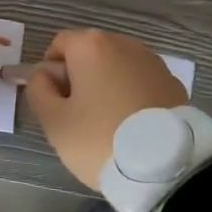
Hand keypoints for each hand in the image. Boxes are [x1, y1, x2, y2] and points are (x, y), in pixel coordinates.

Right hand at [26, 29, 188, 188]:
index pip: (59, 44)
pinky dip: (132, 95)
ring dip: (107, 85)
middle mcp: (123, 43)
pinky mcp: (174, 83)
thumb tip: (44, 76)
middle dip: (79, 77)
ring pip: (117, 67)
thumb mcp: (54, 121)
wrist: (167, 168)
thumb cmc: (100, 139)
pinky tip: (133, 126)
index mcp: (91, 46)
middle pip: (90, 53)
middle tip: (78, 115)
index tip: (54, 101)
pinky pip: (141, 82)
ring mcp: (153, 62)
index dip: (50, 70)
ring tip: (108, 123)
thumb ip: (38, 90)